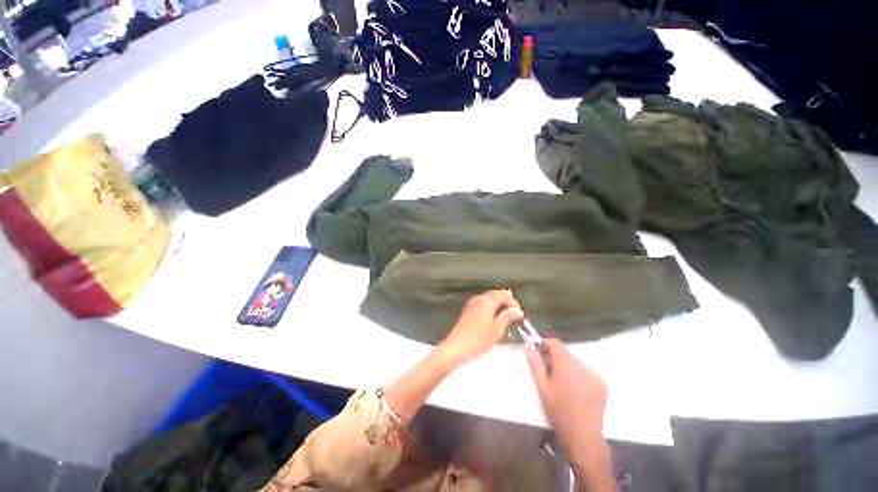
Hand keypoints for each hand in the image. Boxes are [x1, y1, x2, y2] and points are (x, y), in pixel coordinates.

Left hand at [438, 290, 523, 365]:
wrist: (457, 347)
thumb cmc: (479, 339)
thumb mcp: (497, 329)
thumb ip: (507, 317)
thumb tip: (518, 310)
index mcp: (487, 301)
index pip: (503, 294)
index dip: (512, 301)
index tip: (519, 313)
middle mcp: (479, 298)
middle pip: (494, 294)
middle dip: (505, 301)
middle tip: (514, 314)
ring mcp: (471, 304)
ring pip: (488, 299)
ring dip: (497, 305)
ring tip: (504, 317)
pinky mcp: (467, 311)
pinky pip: (482, 304)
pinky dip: (489, 308)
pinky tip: (492, 319)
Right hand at [526, 339, 611, 487]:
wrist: (583, 436)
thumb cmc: (557, 410)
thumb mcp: (541, 386)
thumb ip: (535, 363)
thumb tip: (529, 346)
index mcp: (565, 363)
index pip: (554, 342)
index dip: (544, 345)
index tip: (539, 354)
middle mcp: (582, 365)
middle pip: (565, 353)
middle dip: (555, 360)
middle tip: (549, 375)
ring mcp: (594, 375)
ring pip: (575, 363)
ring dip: (567, 368)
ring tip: (563, 387)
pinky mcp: (602, 385)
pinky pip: (586, 373)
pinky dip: (579, 377)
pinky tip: (575, 392)